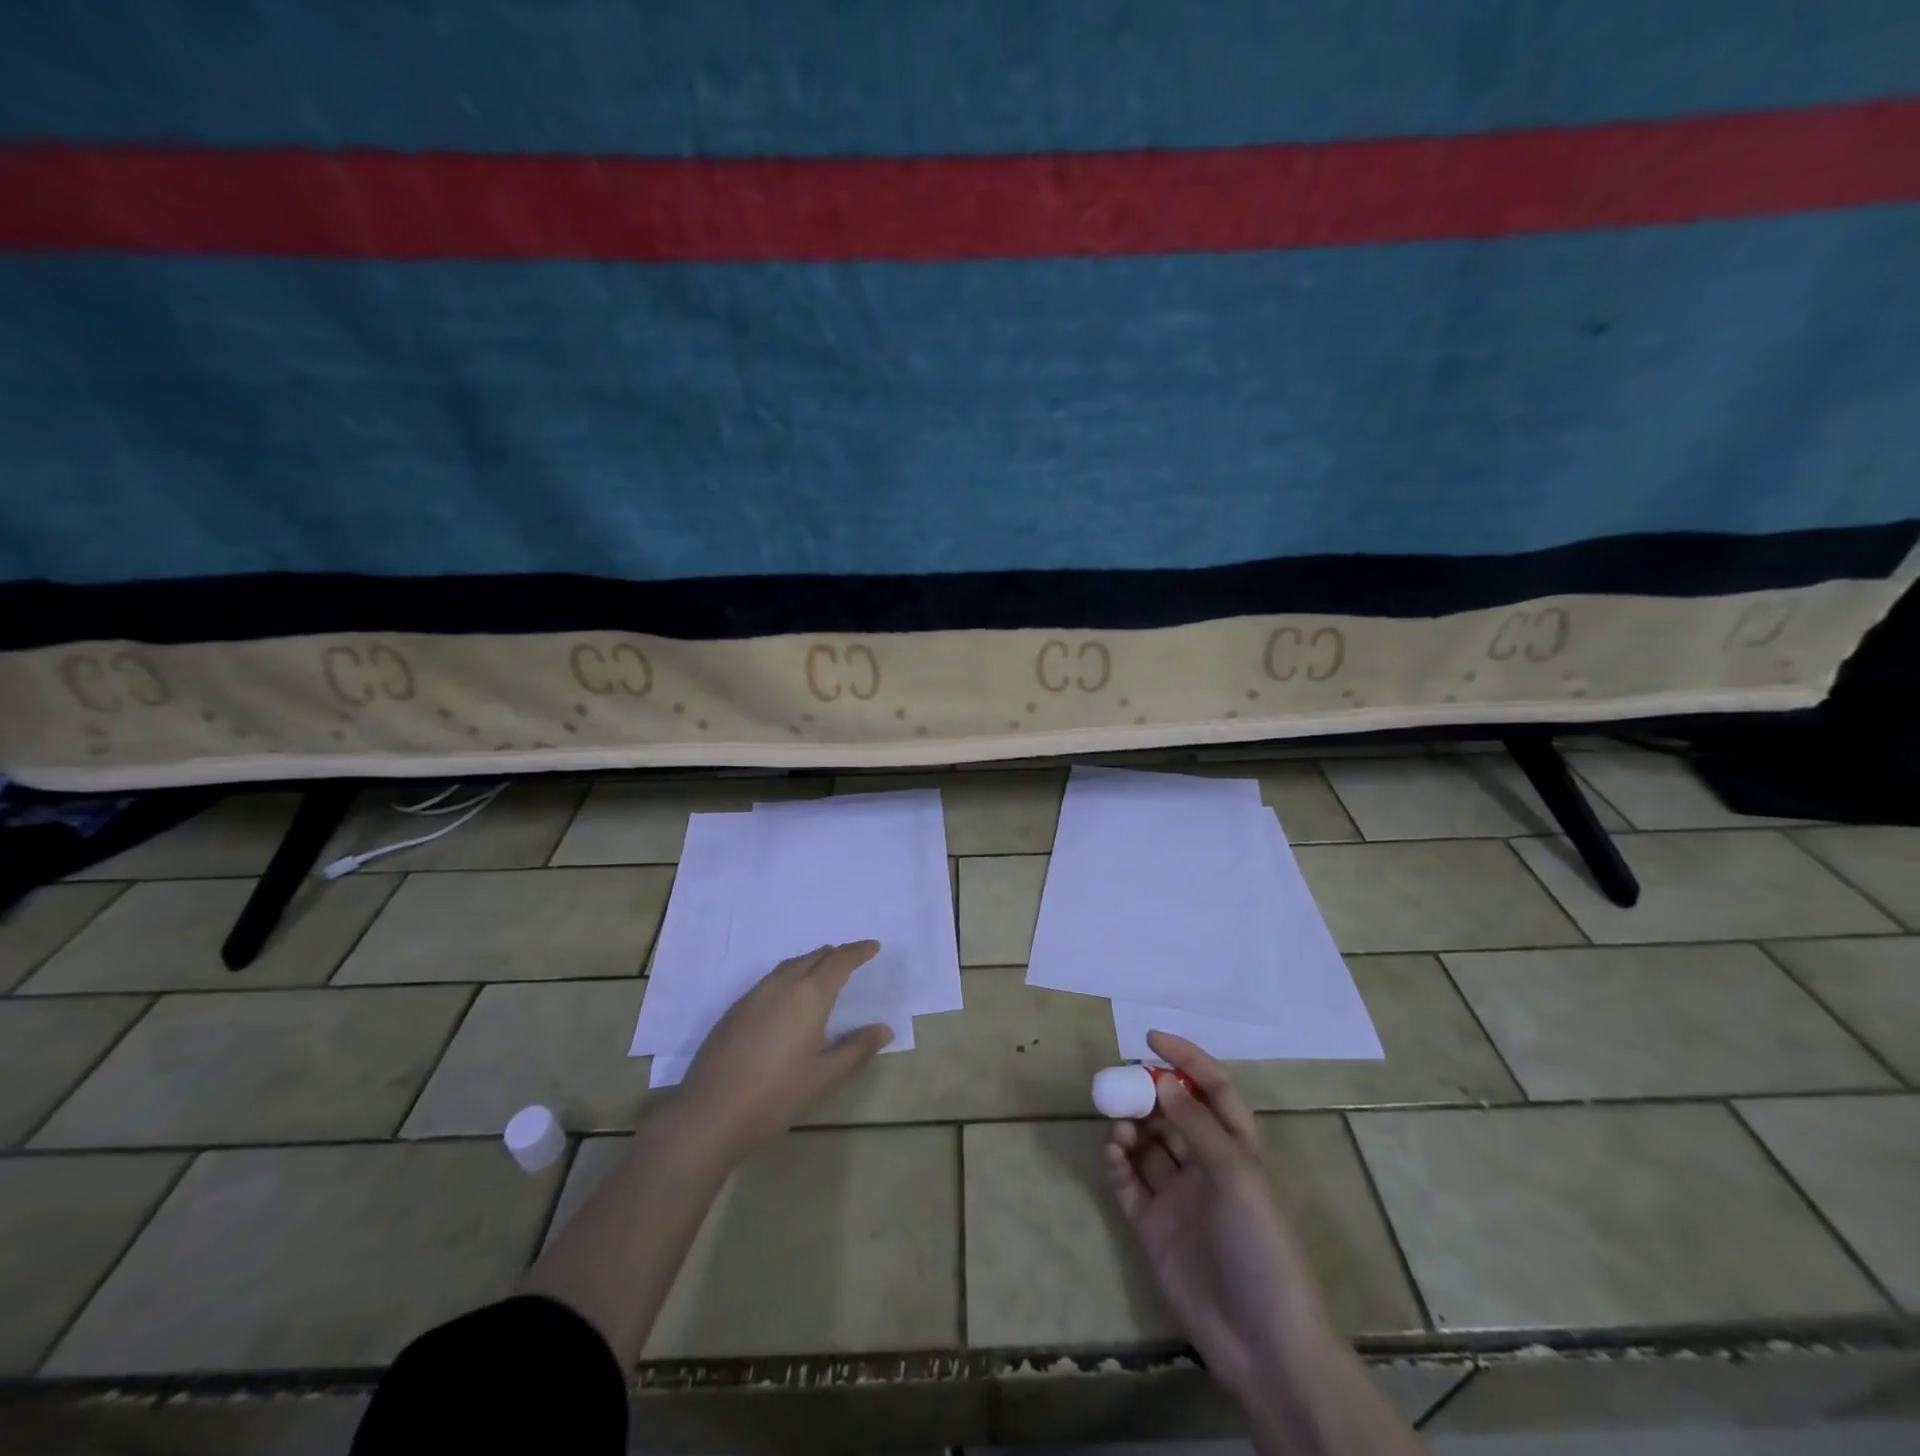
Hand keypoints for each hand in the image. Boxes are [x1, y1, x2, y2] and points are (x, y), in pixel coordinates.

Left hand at [674, 942, 893, 1155]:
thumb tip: (884, 1029)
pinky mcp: (734, 1011)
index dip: (858, 951)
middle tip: (851, 959)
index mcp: (809, 995)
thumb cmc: (776, 1095)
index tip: (873, 947)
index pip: (839, 961)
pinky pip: (770, 980)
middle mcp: (782, 985)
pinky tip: (788, 999)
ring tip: (822, 972)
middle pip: (813, 957)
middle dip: (834, 955)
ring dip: (810, 963)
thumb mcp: (825, 1076)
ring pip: (789, 966)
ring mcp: (753, 995)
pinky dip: (789, 977)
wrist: (710, 1114)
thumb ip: (857, 1049)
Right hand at [1105, 1031, 1333, 1399]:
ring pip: (1145, 1143)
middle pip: (1170, 1113)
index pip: (1211, 1089)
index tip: (1151, 1038)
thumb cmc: (1263, 1248)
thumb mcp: (1238, 1178)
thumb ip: (1197, 1127)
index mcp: (1236, 1148)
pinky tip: (1112, 1152)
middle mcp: (1204, 1165)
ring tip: (1119, 1126)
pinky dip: (1116, 1161)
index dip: (1186, 1059)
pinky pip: (1128, 1181)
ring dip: (1129, 1125)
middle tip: (1121, 1084)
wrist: (1262, 1345)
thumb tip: (1163, 1082)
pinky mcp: (1152, 1225)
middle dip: (1146, 1093)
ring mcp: (1177, 1195)